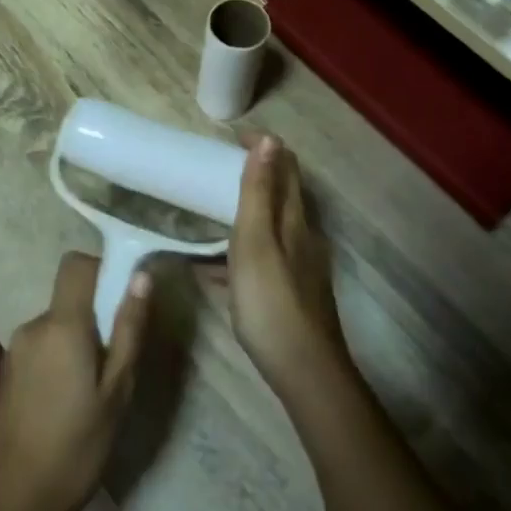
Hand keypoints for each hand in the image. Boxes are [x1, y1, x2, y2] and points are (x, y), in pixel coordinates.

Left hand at [0, 252, 150, 510]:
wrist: (18, 500)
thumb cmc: (78, 445)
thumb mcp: (117, 389)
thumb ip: (129, 328)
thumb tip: (141, 277)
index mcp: (62, 324)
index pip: (76, 264)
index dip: (101, 268)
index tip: (124, 296)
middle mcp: (34, 325)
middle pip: (70, 295)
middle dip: (96, 313)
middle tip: (118, 358)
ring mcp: (16, 347)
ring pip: (58, 322)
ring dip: (79, 338)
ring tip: (95, 386)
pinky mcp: (9, 369)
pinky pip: (43, 343)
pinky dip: (61, 355)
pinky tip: (70, 399)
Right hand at [228, 136, 349, 404]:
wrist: (304, 371)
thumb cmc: (272, 302)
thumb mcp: (257, 242)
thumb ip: (259, 192)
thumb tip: (270, 139)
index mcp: (294, 220)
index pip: (285, 168)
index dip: (262, 147)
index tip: (230, 138)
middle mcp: (301, 237)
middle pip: (279, 196)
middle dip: (251, 177)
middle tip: (215, 172)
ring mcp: (297, 267)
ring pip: (268, 229)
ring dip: (242, 215)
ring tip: (206, 216)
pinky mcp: (288, 293)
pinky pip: (258, 260)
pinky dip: (236, 254)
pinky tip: (208, 271)